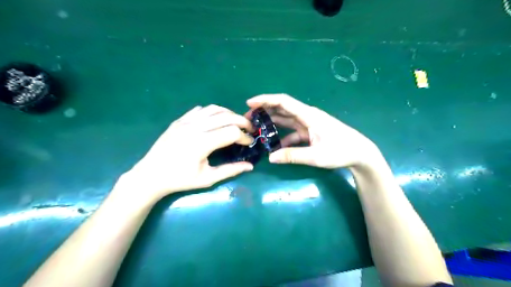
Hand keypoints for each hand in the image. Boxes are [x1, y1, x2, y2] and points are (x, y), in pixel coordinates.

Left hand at [120, 104, 255, 201]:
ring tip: (235, 123)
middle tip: (249, 129)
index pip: (232, 132)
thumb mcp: (207, 179)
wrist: (151, 175)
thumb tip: (250, 166)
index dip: (244, 137)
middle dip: (242, 122)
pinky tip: (216, 120)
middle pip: (226, 116)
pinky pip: (201, 110)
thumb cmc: (180, 180)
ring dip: (229, 114)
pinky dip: (213, 112)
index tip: (249, 143)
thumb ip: (230, 170)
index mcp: (202, 143)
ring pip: (214, 109)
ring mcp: (186, 121)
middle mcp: (195, 127)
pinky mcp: (180, 120)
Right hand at [246, 95, 380, 168]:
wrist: (360, 153)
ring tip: (256, 129)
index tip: (250, 103)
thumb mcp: (316, 156)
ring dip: (272, 122)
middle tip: (248, 119)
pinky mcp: (310, 131)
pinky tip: (275, 145)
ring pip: (286, 119)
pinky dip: (282, 136)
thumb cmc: (341, 151)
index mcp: (308, 115)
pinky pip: (292, 131)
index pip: (283, 101)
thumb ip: (293, 156)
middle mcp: (307, 115)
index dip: (266, 100)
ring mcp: (309, 123)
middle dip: (264, 111)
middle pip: (282, 108)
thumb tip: (270, 157)